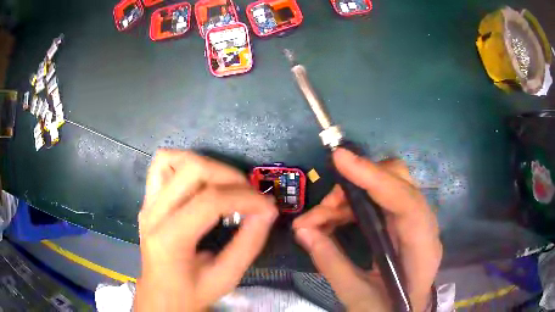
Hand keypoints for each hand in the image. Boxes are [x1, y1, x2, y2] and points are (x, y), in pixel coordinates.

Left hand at [135, 150, 277, 310]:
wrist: (161, 295)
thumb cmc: (192, 293)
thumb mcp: (226, 277)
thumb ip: (248, 244)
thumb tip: (267, 211)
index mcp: (169, 239)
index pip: (209, 201)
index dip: (245, 198)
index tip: (268, 207)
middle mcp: (153, 213)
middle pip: (192, 170)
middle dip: (230, 177)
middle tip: (250, 195)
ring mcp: (147, 203)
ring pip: (174, 158)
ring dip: (207, 165)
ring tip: (227, 186)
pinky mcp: (148, 199)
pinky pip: (163, 164)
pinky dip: (185, 163)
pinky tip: (202, 181)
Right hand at [293, 148, 441, 311]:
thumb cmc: (386, 311)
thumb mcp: (357, 296)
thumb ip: (332, 264)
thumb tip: (303, 231)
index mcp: (422, 250)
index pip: (406, 203)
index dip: (374, 177)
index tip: (340, 159)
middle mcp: (424, 228)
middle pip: (399, 183)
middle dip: (358, 185)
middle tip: (323, 208)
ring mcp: (414, 223)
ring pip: (385, 188)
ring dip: (348, 198)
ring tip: (315, 221)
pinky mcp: (402, 224)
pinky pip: (377, 202)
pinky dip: (351, 207)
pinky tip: (330, 222)